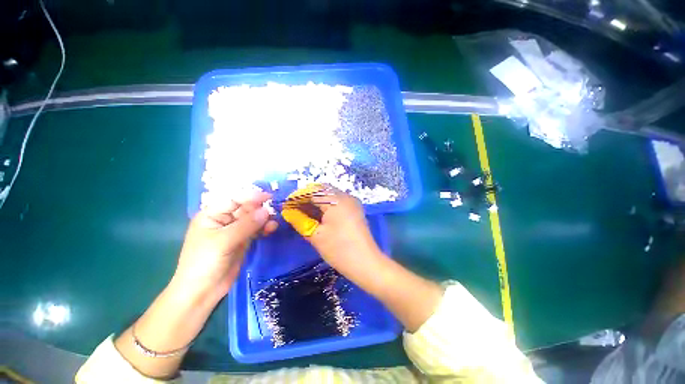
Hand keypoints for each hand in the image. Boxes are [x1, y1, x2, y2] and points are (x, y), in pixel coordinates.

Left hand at [172, 192, 278, 299]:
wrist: (202, 292)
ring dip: (264, 219)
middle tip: (276, 209)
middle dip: (260, 208)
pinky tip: (272, 229)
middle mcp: (224, 220)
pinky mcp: (243, 240)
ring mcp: (234, 231)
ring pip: (253, 219)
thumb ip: (246, 225)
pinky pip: (256, 229)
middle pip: (246, 208)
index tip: (269, 196)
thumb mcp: (224, 241)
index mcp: (212, 215)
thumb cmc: (204, 263)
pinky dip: (264, 228)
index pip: (234, 199)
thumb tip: (267, 210)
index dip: (251, 196)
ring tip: (274, 223)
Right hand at [282, 185, 382, 276]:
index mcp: (336, 200)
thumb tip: (288, 212)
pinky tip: (318, 216)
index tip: (287, 206)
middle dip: (307, 198)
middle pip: (322, 191)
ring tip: (303, 213)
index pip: (313, 191)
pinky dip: (326, 206)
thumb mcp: (316, 235)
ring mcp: (352, 202)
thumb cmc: (339, 249)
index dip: (298, 196)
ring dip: (316, 202)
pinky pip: (337, 202)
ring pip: (330, 196)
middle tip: (294, 210)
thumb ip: (299, 220)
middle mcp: (346, 196)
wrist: (366, 263)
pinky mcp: (355, 210)